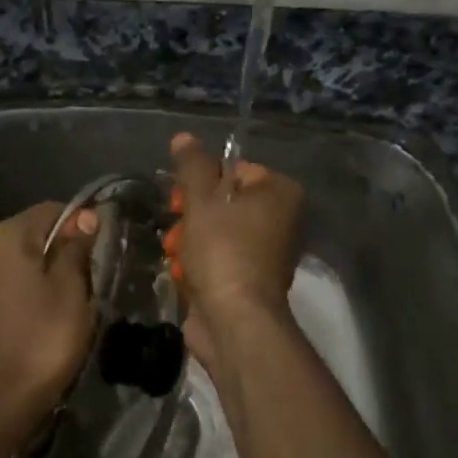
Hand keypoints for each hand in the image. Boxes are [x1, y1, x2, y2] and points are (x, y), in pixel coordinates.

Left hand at [0, 201, 98, 417]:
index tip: (96, 253)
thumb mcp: (71, 291)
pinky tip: (24, 320)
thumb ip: (75, 248)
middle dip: (53, 252)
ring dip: (30, 275)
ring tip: (52, 306)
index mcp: (5, 237)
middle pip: (26, 237)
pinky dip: (10, 295)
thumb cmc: (43, 340)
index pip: (50, 212)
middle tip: (81, 285)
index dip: (78, 226)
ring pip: (7, 265)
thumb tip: (85, 217)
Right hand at [162, 133, 302, 368]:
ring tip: (177, 255)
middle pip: (222, 204)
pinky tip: (183, 275)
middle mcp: (281, 221)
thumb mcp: (202, 200)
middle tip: (177, 227)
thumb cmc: (223, 250)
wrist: (235, 320)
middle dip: (191, 217)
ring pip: (214, 234)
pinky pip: (217, 261)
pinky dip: (198, 266)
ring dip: (188, 242)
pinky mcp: (249, 282)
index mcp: (280, 193)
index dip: (200, 183)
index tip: (180, 199)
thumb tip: (183, 137)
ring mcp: (266, 255)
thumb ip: (192, 166)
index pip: (234, 170)